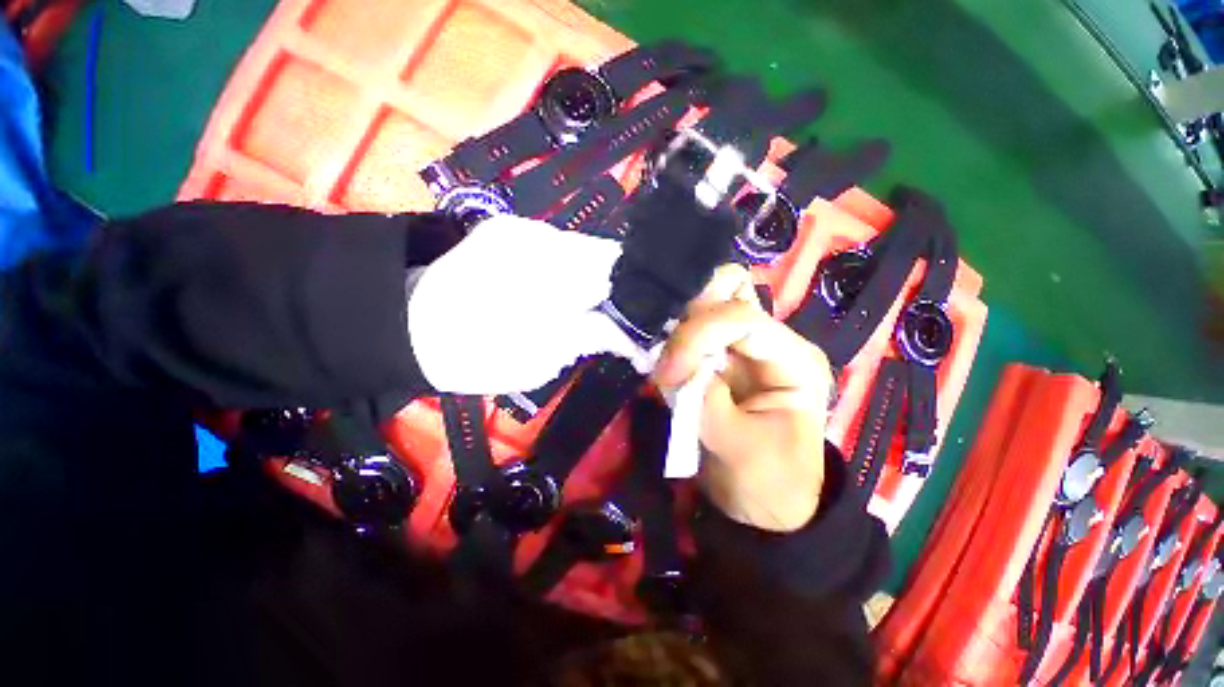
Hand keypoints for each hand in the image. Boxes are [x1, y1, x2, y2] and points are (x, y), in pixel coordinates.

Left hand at [407, 215, 639, 393]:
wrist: (411, 327)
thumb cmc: (474, 357)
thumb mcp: (539, 362)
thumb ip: (591, 339)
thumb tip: (636, 339)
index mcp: (544, 280)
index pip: (617, 275)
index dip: (639, 296)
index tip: (648, 320)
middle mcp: (537, 241)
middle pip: (607, 255)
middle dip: (623, 286)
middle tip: (626, 316)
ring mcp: (523, 228)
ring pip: (587, 249)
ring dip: (600, 278)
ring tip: (596, 305)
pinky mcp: (511, 227)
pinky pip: (564, 247)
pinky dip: (576, 269)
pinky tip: (568, 289)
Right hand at [654, 265, 832, 531]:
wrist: (765, 505)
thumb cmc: (768, 483)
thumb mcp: (739, 449)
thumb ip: (707, 402)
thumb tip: (678, 369)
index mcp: (792, 359)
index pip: (741, 317)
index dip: (698, 336)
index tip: (669, 374)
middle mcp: (769, 341)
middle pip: (727, 291)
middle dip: (689, 316)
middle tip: (666, 354)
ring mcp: (741, 346)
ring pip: (704, 303)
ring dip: (677, 327)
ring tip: (664, 366)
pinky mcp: (717, 357)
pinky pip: (689, 329)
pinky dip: (671, 339)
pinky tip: (665, 365)